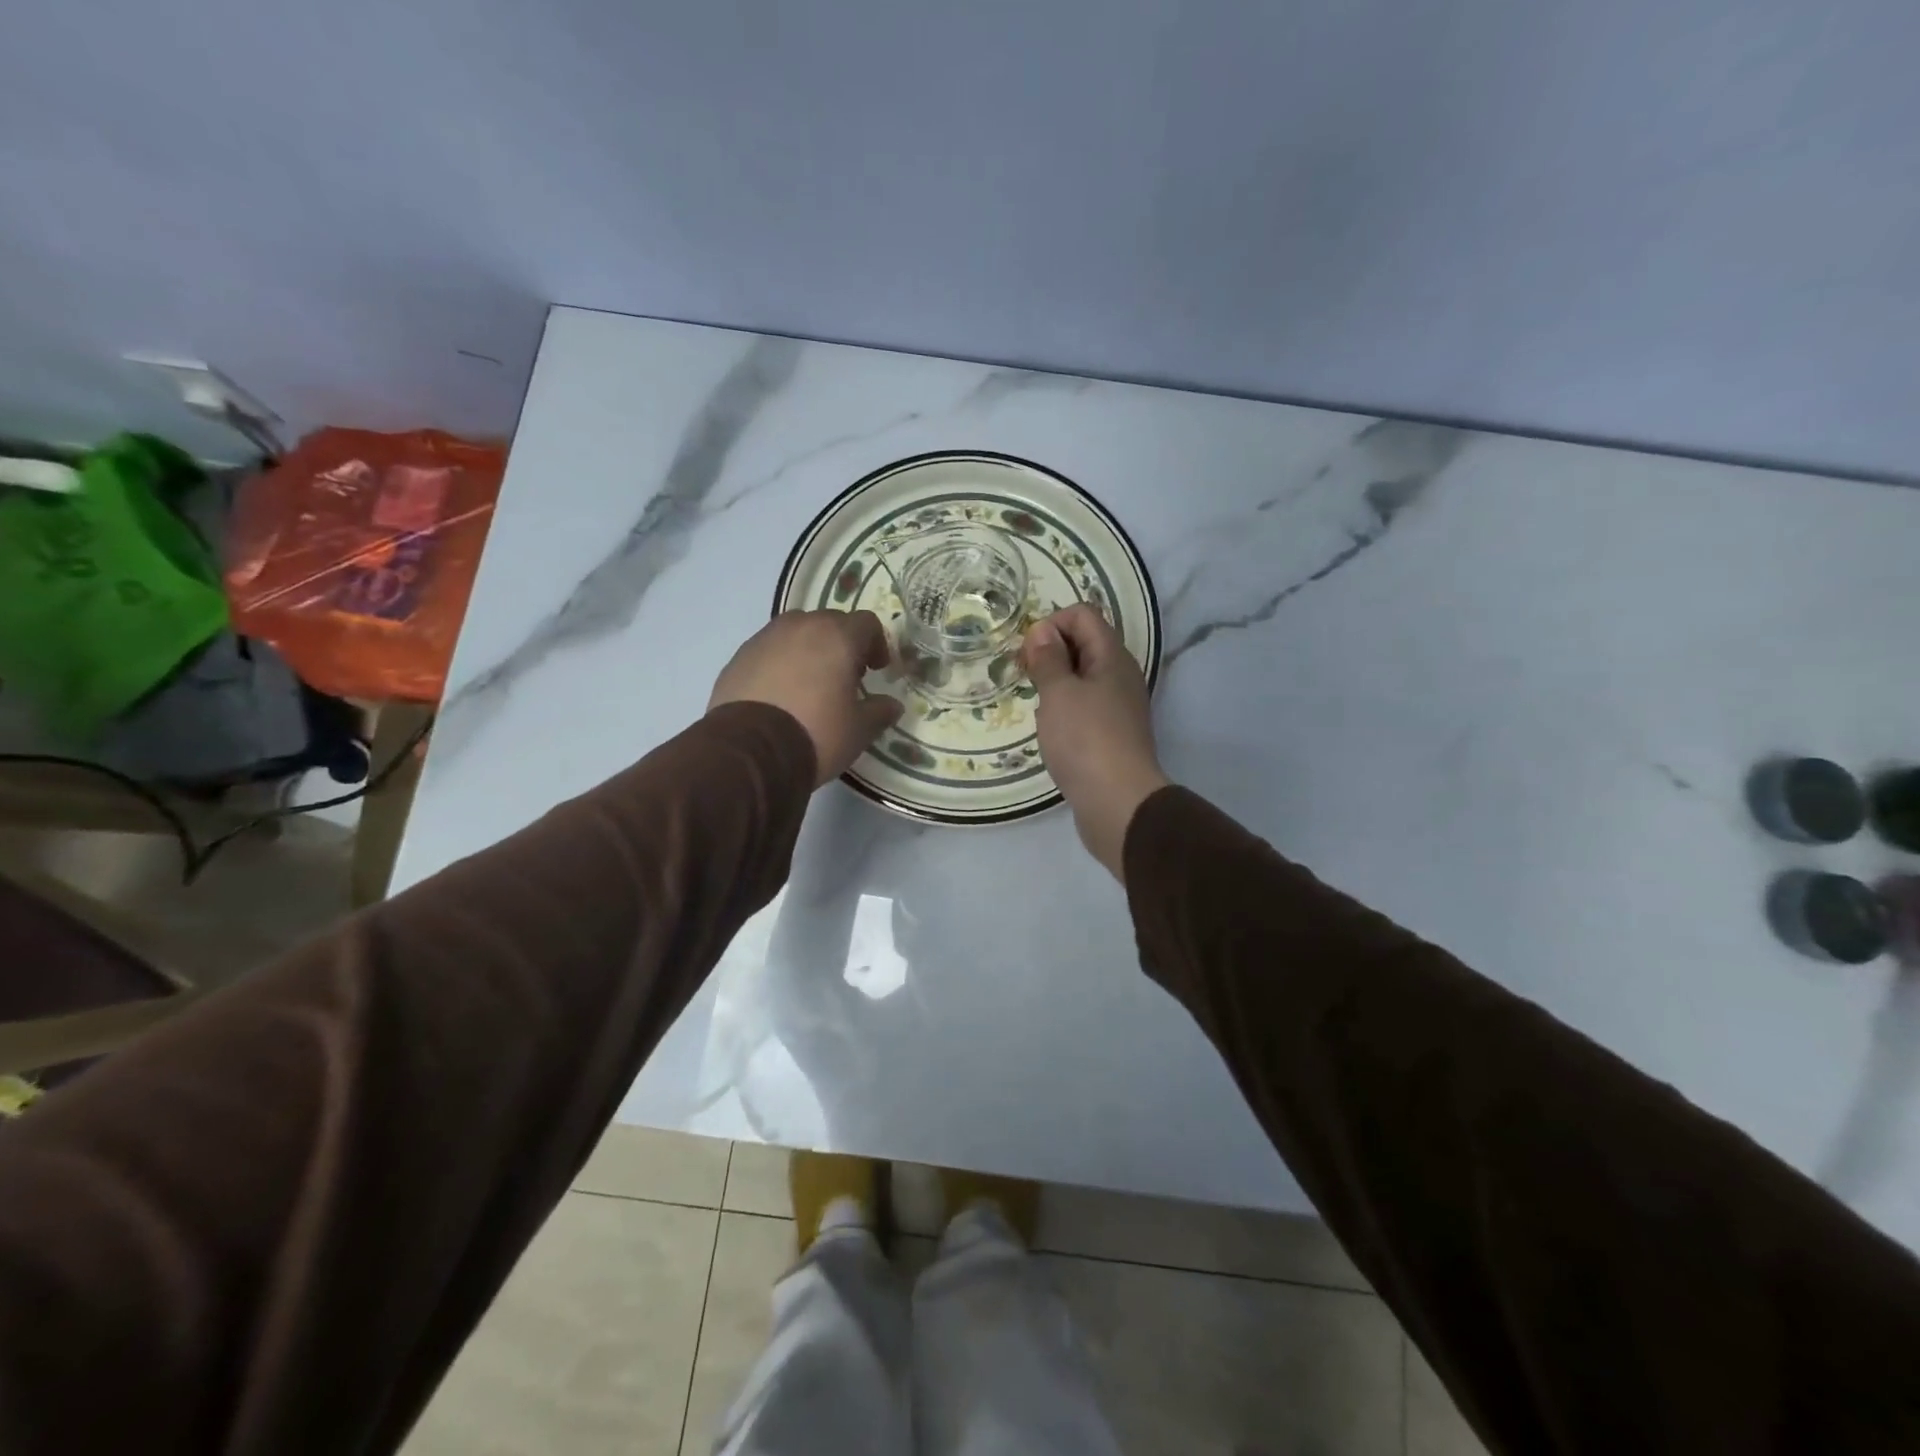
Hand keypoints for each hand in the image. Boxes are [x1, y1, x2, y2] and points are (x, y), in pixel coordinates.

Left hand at [710, 610, 903, 786]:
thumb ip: (880, 712)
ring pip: (796, 632)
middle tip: (846, 676)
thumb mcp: (859, 730)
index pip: (867, 623)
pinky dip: (780, 663)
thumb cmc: (816, 733)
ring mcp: (765, 638)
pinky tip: (780, 694)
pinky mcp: (739, 656)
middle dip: (842, 644)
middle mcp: (801, 626)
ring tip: (810, 683)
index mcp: (837, 637)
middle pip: (830, 622)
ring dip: (809, 649)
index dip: (877, 644)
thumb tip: (892, 705)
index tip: (877, 669)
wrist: (749, 751)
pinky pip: (769, 650)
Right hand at [1022, 604, 1168, 878]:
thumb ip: (1048, 659)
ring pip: (1083, 677)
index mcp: (1112, 657)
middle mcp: (1120, 676)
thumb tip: (1042, 631)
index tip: (1028, 653)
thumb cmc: (1085, 740)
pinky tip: (1051, 729)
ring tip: (1035, 703)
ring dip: (1056, 682)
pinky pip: (1086, 706)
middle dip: (1050, 651)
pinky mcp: (1112, 735)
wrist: (1118, 803)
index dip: (1052, 623)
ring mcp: (1119, 707)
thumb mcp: (1058, 693)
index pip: (1083, 614)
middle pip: (1084, 643)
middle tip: (1024, 676)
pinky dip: (1065, 708)